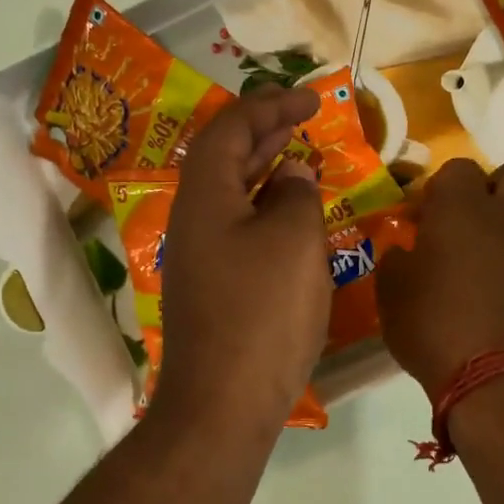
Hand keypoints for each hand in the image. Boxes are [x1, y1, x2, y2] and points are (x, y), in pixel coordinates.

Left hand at [152, 86, 329, 436]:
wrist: (223, 403)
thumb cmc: (262, 314)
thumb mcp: (293, 242)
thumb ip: (297, 195)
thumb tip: (292, 175)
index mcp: (205, 195)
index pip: (231, 128)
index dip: (271, 104)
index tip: (311, 100)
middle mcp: (193, 219)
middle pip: (224, 157)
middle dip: (265, 132)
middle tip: (304, 120)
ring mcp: (199, 257)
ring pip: (231, 195)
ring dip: (266, 171)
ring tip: (302, 160)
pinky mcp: (212, 288)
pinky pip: (238, 229)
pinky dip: (266, 211)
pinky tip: (293, 222)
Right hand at [375, 156, 503, 401]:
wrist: (494, 376)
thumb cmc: (431, 323)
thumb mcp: (391, 292)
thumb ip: (397, 261)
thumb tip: (404, 253)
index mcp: (462, 208)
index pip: (459, 168)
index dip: (441, 188)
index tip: (424, 217)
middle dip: (501, 183)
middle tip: (474, 215)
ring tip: (484, 258)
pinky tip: (494, 295)